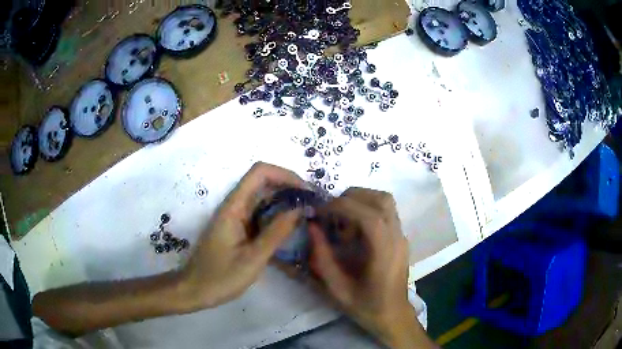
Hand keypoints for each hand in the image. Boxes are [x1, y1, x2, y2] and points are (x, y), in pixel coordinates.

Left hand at [179, 162, 304, 310]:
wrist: (196, 289)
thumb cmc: (221, 277)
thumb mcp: (253, 258)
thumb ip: (276, 232)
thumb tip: (300, 209)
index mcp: (234, 207)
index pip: (259, 173)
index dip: (285, 175)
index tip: (306, 192)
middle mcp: (234, 206)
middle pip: (263, 181)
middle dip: (289, 187)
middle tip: (312, 205)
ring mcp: (235, 216)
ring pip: (263, 197)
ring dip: (285, 201)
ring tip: (307, 215)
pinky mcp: (237, 227)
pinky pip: (260, 213)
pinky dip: (277, 215)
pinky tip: (290, 228)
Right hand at [308, 188, 434, 348]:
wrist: (393, 315)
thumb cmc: (366, 306)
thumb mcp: (338, 289)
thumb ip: (322, 258)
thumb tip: (312, 227)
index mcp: (384, 253)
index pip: (369, 216)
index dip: (342, 207)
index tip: (320, 211)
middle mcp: (397, 238)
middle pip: (381, 199)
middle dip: (351, 197)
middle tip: (329, 211)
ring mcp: (402, 236)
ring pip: (386, 201)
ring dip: (361, 198)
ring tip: (341, 215)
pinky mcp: (400, 237)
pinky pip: (386, 210)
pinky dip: (367, 207)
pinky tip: (353, 227)